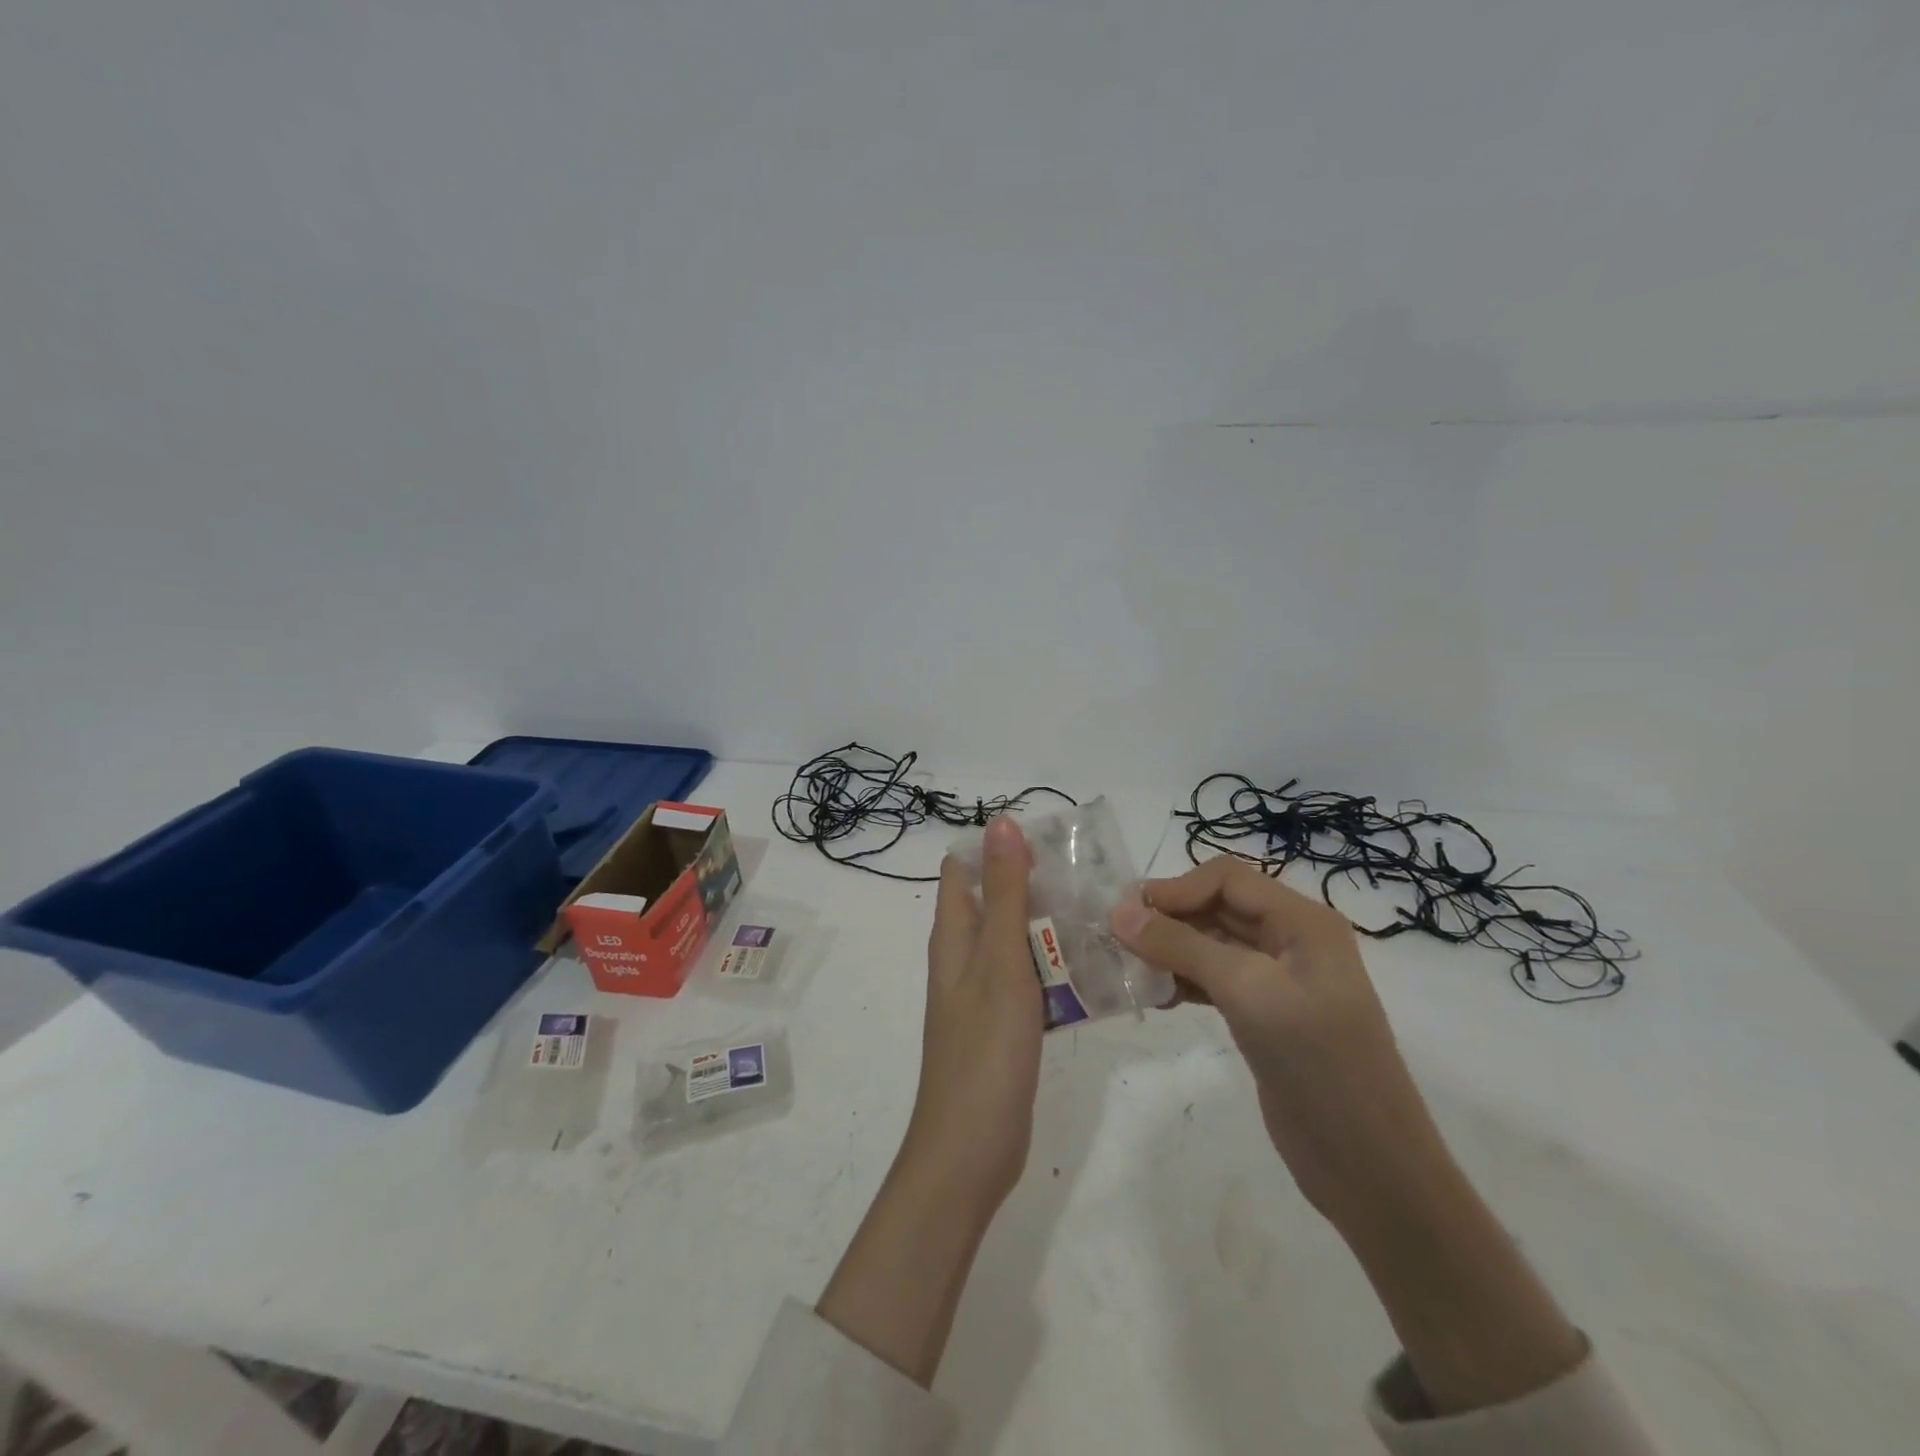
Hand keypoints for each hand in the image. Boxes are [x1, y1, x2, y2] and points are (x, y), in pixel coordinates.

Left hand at [815, 816, 1040, 1385]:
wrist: (971, 1149)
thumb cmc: (985, 1050)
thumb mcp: (999, 961)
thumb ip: (1005, 893)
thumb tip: (1001, 823)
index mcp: (954, 936)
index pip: (965, 870)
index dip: (998, 846)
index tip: (1048, 837)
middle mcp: (963, 958)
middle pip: (995, 901)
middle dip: (1034, 881)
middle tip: (1089, 872)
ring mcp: (982, 993)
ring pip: (1016, 941)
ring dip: (1049, 923)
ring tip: (1101, 910)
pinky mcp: (1003, 1025)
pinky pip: (1029, 980)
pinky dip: (1053, 966)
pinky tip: (1093, 968)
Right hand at [1110, 856, 1447, 1226]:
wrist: (1368, 1165)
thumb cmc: (1315, 1062)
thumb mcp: (1246, 991)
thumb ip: (1181, 945)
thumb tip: (1118, 912)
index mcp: (1303, 921)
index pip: (1226, 879)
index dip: (1176, 888)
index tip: (1128, 915)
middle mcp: (1292, 941)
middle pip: (1218, 907)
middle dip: (1168, 918)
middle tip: (1118, 941)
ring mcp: (1280, 980)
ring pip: (1211, 944)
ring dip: (1171, 951)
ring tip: (1131, 971)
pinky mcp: (1265, 1015)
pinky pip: (1215, 980)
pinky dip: (1183, 981)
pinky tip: (1156, 998)